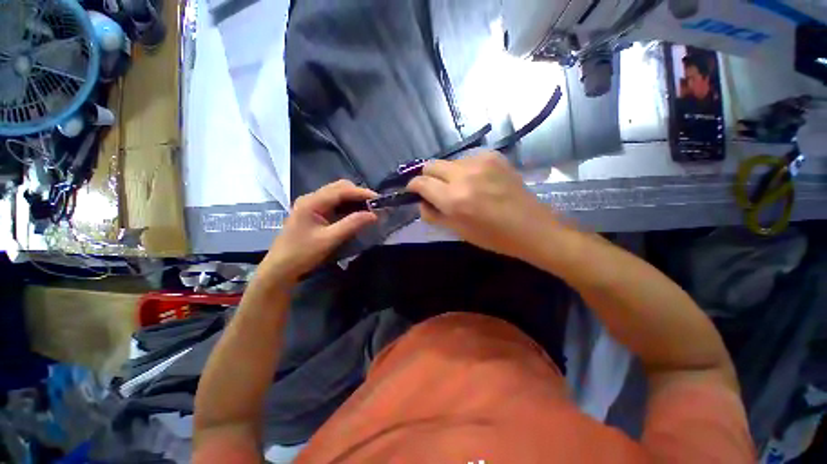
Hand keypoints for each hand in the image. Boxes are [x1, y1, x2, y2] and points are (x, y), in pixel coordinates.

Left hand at [260, 180, 377, 282]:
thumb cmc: (302, 254)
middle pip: (339, 188)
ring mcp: (311, 205)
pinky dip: (347, 206)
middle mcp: (311, 198)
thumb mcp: (329, 240)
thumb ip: (352, 224)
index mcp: (312, 202)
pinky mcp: (313, 213)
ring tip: (368, 209)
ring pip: (337, 194)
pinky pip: (334, 203)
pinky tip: (355, 214)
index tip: (379, 200)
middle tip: (374, 206)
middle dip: (358, 194)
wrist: (280, 269)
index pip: (341, 190)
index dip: (361, 193)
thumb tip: (374, 215)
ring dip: (353, 199)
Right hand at [407, 151, 558, 260]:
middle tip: (436, 191)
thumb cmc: (493, 237)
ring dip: (447, 174)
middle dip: (428, 177)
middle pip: (431, 165)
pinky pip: (467, 159)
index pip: (421, 182)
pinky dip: (465, 170)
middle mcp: (464, 175)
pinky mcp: (494, 156)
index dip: (413, 187)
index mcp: (454, 199)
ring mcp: (481, 162)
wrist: (532, 228)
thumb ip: (433, 214)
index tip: (415, 192)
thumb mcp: (457, 231)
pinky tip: (477, 182)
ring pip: (449, 162)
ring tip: (462, 189)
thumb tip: (421, 202)